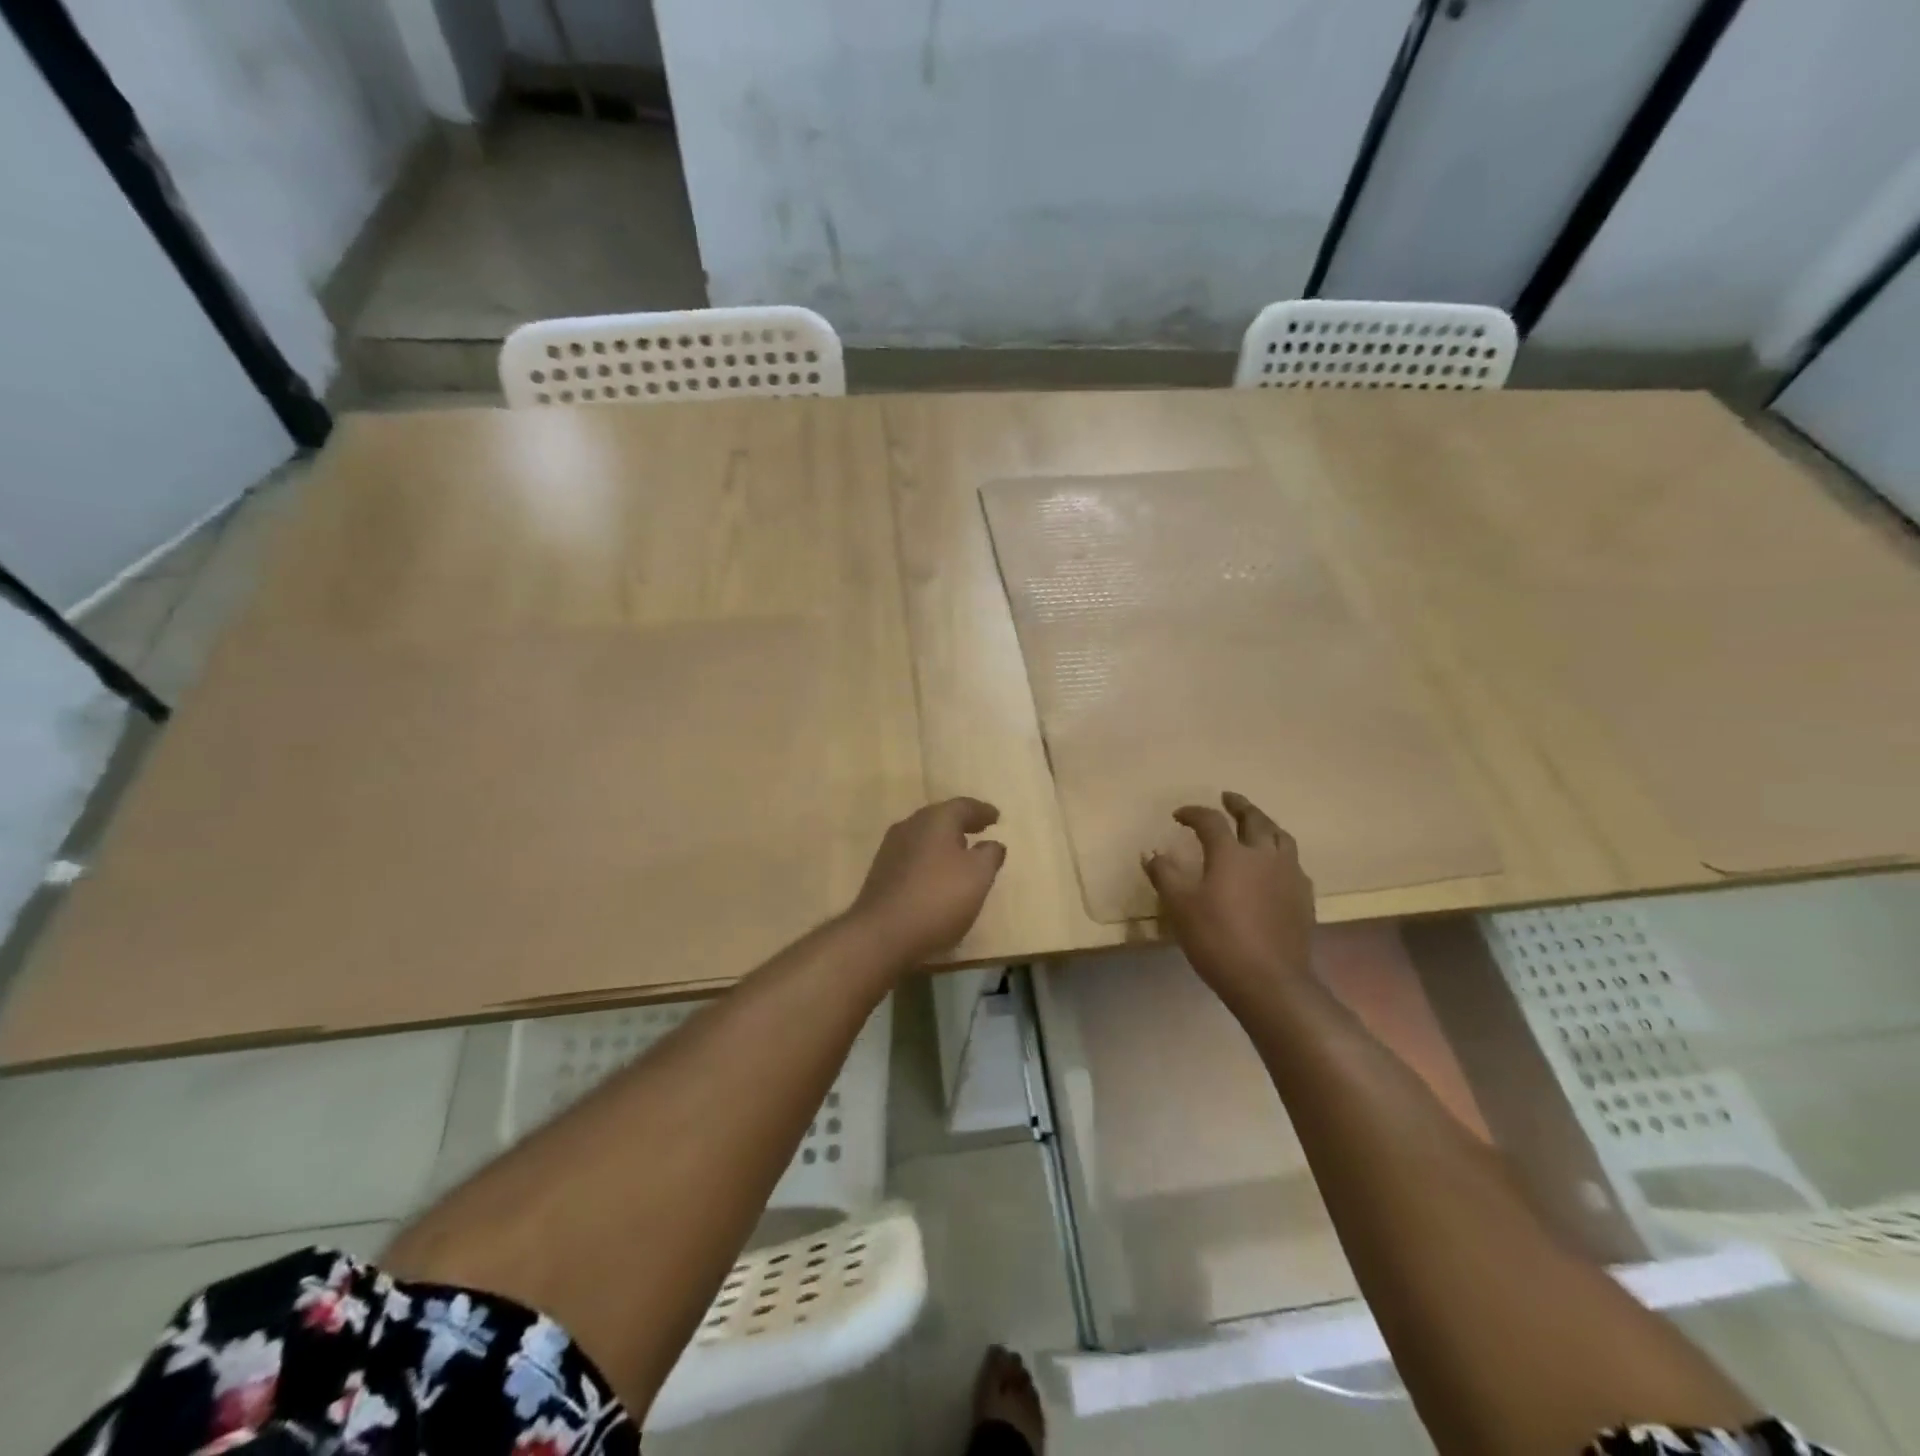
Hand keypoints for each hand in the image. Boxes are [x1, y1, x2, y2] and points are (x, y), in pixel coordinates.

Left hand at [847, 798, 1006, 963]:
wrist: (882, 934)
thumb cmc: (938, 898)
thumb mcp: (978, 876)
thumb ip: (990, 855)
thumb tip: (993, 844)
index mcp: (935, 819)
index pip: (964, 806)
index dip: (982, 811)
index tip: (996, 817)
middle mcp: (910, 826)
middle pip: (941, 817)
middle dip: (962, 823)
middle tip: (980, 828)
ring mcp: (891, 849)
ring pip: (925, 836)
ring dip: (945, 841)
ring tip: (962, 852)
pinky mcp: (881, 873)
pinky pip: (914, 856)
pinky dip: (930, 858)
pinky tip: (937, 875)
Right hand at [1143, 791, 1314, 1011]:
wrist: (1270, 981)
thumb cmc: (1218, 939)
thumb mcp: (1180, 906)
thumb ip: (1164, 874)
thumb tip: (1151, 852)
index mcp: (1231, 853)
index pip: (1211, 821)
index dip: (1193, 813)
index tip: (1179, 815)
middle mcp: (1264, 855)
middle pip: (1255, 819)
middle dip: (1239, 806)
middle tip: (1228, 798)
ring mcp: (1289, 875)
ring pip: (1281, 837)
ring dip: (1265, 824)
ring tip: (1256, 824)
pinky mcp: (1303, 898)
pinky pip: (1293, 863)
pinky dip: (1280, 853)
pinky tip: (1274, 865)